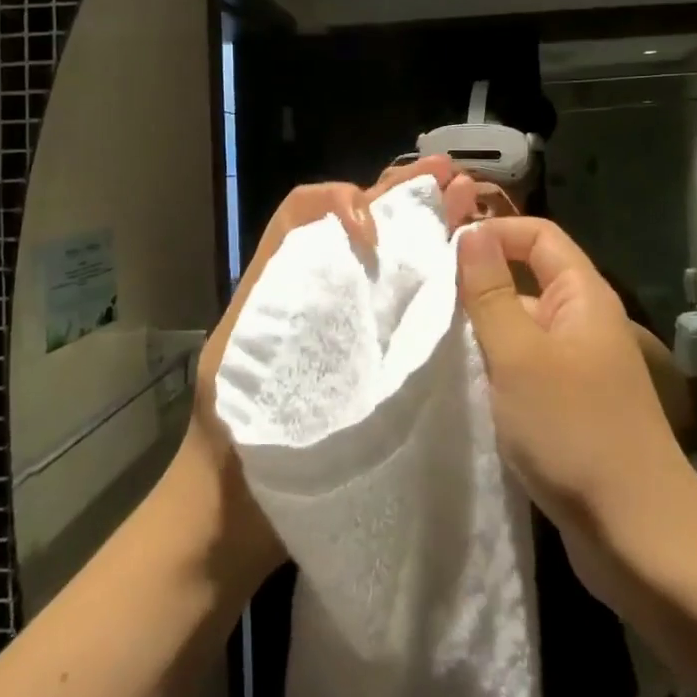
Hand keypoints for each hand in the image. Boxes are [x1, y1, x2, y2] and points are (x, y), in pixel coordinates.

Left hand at [174, 155, 480, 589]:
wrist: (231, 519)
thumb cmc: (231, 444)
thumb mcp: (237, 363)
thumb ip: (276, 301)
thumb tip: (341, 245)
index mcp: (278, 283)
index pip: (307, 212)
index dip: (343, 204)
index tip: (375, 236)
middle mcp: (313, 291)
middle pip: (353, 224)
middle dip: (399, 195)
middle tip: (449, 176)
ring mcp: (344, 325)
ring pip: (382, 257)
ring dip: (420, 224)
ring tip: (464, 198)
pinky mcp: (369, 360)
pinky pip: (398, 306)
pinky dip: (428, 276)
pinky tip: (464, 262)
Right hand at [457, 217, 696, 599]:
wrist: (639, 537)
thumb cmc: (575, 432)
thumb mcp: (519, 356)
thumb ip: (491, 292)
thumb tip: (471, 232)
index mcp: (582, 297)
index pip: (538, 236)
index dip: (495, 231)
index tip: (444, 250)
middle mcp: (584, 323)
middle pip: (529, 279)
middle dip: (479, 284)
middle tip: (425, 300)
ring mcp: (579, 368)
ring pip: (523, 328)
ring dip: (483, 331)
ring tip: (433, 343)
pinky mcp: (571, 407)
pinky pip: (526, 369)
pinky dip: (496, 369)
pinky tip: (464, 387)